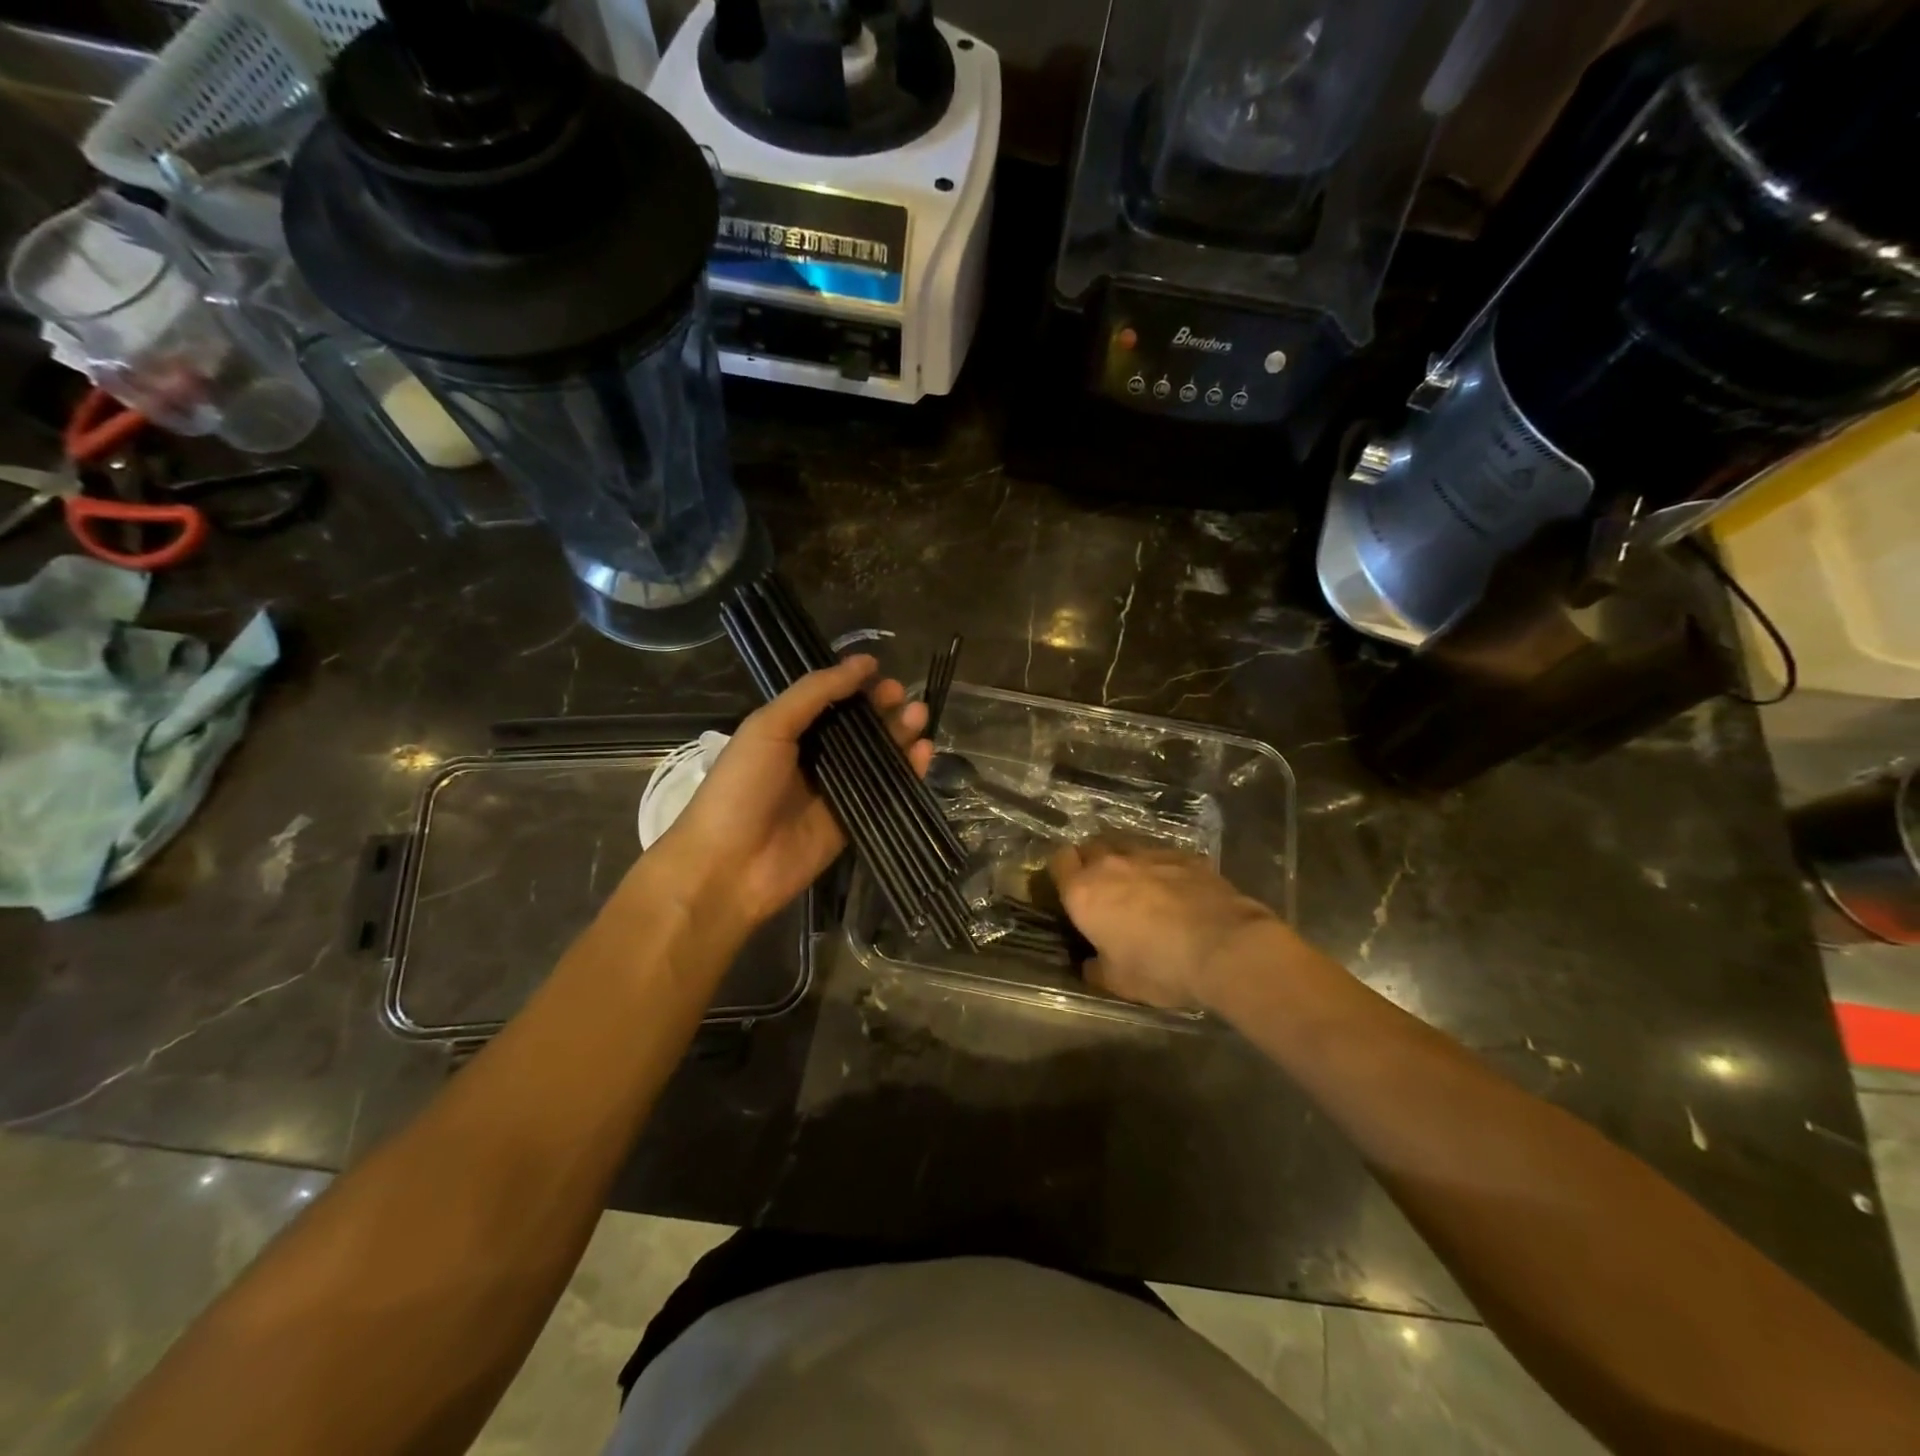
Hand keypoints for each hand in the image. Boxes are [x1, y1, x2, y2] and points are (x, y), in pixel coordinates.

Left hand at [655, 655, 931, 931]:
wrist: (728, 866)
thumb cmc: (741, 788)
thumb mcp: (769, 727)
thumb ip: (815, 693)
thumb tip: (864, 663)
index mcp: (788, 731)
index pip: (831, 701)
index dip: (856, 686)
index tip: (882, 673)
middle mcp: (814, 758)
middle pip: (859, 728)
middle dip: (883, 709)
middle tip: (905, 697)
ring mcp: (835, 791)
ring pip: (877, 757)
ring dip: (899, 735)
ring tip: (920, 717)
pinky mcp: (853, 822)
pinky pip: (886, 792)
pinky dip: (907, 772)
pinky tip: (923, 753)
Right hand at [1049, 839, 1283, 1010]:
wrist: (1225, 947)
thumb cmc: (1159, 967)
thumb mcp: (1118, 982)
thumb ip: (1097, 967)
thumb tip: (1091, 963)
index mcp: (1084, 892)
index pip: (1059, 861)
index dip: (1063, 873)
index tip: (1071, 890)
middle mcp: (1111, 864)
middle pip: (1091, 847)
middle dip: (1093, 862)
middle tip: (1105, 889)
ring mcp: (1150, 855)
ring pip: (1127, 846)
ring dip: (1127, 863)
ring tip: (1141, 887)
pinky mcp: (1186, 855)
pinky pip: (1163, 856)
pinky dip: (1162, 869)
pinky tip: (1177, 890)